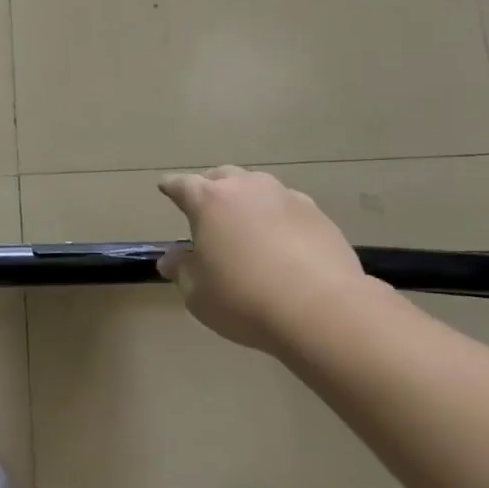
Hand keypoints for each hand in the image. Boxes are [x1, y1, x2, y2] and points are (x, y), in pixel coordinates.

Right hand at [158, 166, 378, 352]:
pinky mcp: (317, 214)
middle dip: (211, 187)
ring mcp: (286, 197)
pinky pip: (288, 207)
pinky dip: (278, 217)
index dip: (171, 187)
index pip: (182, 185)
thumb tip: (171, 259)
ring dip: (247, 199)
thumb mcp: (198, 293)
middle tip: (207, 208)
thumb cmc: (245, 300)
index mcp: (209, 201)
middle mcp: (246, 188)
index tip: (165, 188)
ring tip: (247, 224)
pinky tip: (282, 240)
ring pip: (258, 187)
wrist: (323, 310)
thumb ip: (182, 270)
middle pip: (222, 177)